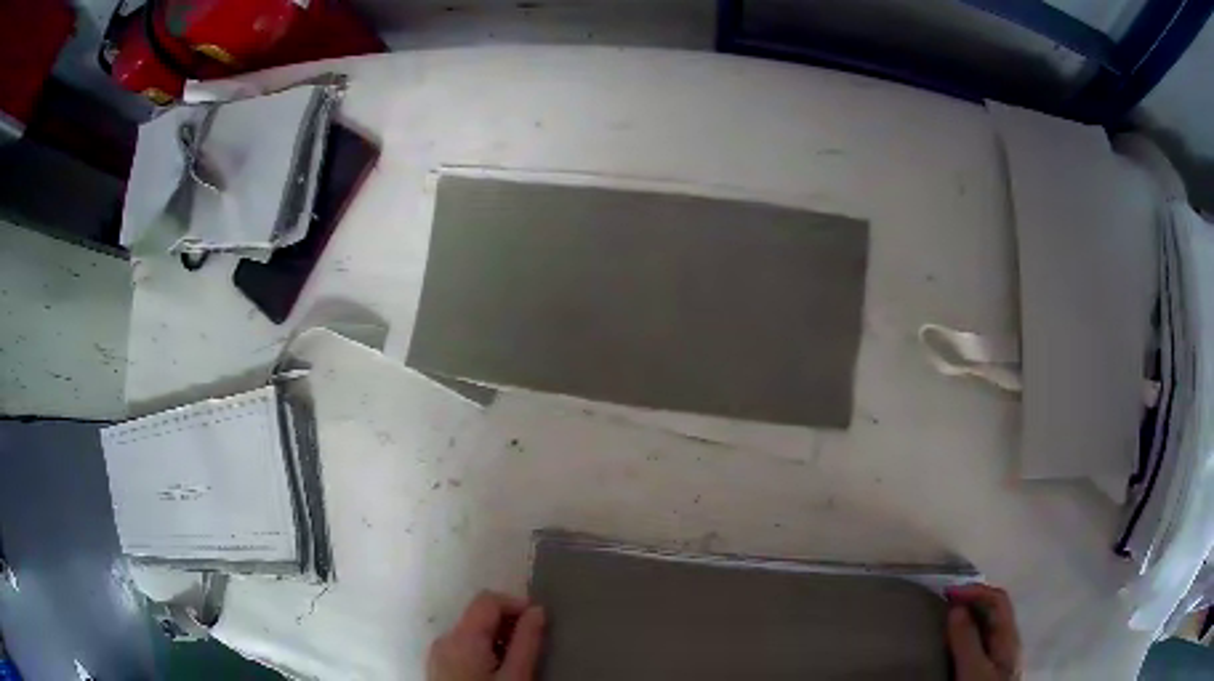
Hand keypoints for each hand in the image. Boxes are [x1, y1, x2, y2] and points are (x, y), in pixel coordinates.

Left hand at [428, 591, 545, 680]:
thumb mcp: (517, 676)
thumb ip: (527, 641)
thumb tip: (538, 610)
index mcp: (461, 637)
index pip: (487, 600)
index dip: (516, 604)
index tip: (540, 622)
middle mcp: (444, 638)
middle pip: (478, 615)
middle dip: (508, 624)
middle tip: (533, 645)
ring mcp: (437, 653)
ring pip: (471, 631)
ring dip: (497, 638)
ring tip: (518, 661)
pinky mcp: (437, 666)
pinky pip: (462, 646)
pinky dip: (483, 649)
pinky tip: (497, 671)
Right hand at [946, 584, 1020, 680]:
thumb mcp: (973, 672)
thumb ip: (967, 641)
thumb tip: (956, 608)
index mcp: (1009, 637)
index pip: (998, 600)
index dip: (975, 590)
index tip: (947, 593)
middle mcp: (1009, 640)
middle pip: (996, 609)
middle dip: (973, 599)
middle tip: (945, 602)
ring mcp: (1002, 654)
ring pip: (990, 624)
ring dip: (971, 614)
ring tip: (948, 616)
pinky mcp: (993, 667)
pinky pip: (984, 639)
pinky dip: (970, 630)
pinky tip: (957, 640)